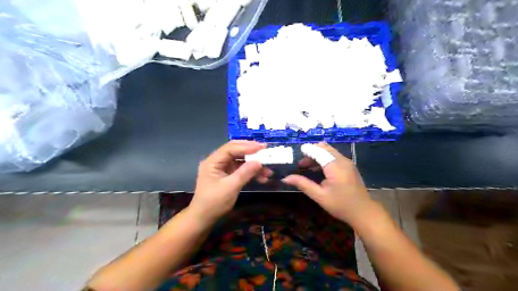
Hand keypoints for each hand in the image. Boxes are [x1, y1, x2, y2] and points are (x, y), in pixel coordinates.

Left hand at [189, 141, 270, 224]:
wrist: (203, 219)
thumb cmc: (214, 203)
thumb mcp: (231, 187)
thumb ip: (245, 173)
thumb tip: (259, 161)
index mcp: (213, 161)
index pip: (230, 148)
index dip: (246, 146)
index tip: (261, 147)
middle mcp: (216, 162)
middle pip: (235, 151)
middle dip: (250, 151)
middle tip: (265, 150)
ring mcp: (221, 168)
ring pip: (239, 161)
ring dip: (253, 164)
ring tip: (267, 170)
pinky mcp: (226, 175)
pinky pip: (240, 169)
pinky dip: (250, 172)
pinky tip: (261, 177)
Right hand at [281, 142, 374, 224]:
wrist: (363, 212)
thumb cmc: (340, 205)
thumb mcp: (319, 196)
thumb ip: (302, 184)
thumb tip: (285, 178)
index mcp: (334, 166)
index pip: (318, 151)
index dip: (307, 150)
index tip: (297, 152)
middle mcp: (342, 160)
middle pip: (324, 148)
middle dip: (311, 152)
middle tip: (301, 164)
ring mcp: (348, 162)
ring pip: (330, 151)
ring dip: (317, 155)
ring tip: (307, 167)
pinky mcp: (350, 166)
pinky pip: (335, 156)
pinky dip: (325, 159)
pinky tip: (319, 170)